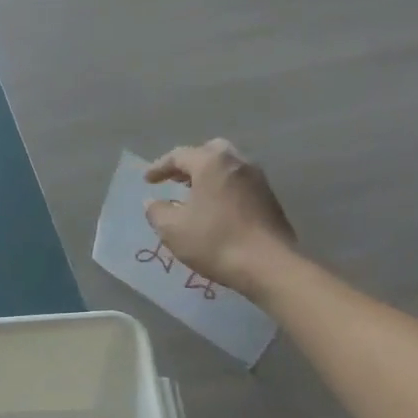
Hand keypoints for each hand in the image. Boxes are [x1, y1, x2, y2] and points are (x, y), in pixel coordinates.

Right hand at [144, 140, 297, 297]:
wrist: (268, 265)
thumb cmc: (215, 241)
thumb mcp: (173, 229)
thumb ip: (157, 211)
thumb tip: (153, 202)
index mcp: (212, 163)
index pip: (180, 156)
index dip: (159, 167)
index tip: (147, 181)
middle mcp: (238, 163)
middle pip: (210, 152)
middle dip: (190, 164)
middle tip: (176, 179)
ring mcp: (258, 180)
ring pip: (229, 168)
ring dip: (209, 177)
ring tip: (194, 196)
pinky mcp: (270, 199)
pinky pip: (241, 185)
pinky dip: (224, 190)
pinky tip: (216, 210)